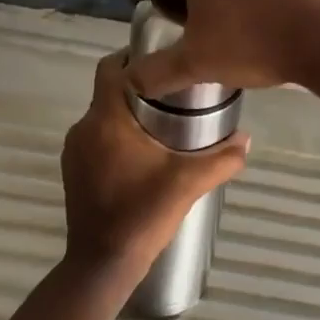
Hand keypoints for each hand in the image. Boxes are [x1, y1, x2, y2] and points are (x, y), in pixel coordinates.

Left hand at [60, 51, 250, 281]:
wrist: (102, 263)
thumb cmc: (142, 214)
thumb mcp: (189, 183)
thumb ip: (222, 158)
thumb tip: (247, 139)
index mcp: (106, 119)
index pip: (111, 67)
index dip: (133, 56)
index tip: (163, 59)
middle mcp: (83, 127)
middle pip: (110, 90)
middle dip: (140, 87)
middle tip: (174, 92)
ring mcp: (73, 150)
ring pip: (103, 116)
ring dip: (128, 114)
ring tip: (163, 123)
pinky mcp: (73, 170)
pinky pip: (95, 138)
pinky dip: (116, 136)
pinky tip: (142, 154)